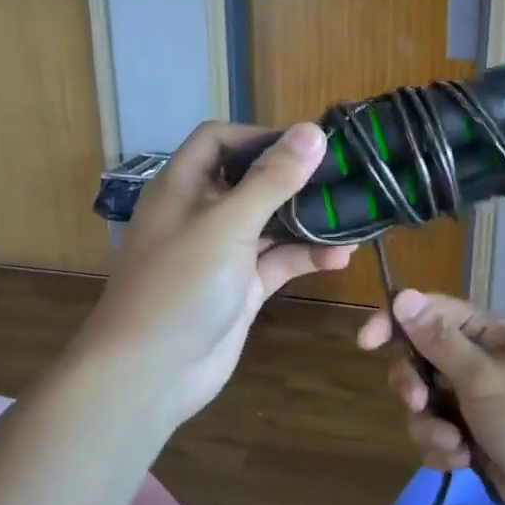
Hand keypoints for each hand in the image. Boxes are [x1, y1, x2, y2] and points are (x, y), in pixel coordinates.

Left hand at [79, 122, 353, 428]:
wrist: (152, 374)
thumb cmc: (180, 286)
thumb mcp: (227, 225)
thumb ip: (271, 180)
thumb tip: (312, 131)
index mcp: (183, 186)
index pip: (219, 140)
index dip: (259, 136)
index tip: (307, 146)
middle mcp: (202, 213)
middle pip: (251, 181)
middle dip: (295, 179)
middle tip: (344, 178)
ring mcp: (223, 253)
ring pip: (271, 223)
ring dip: (307, 221)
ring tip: (353, 217)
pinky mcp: (242, 287)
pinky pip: (278, 261)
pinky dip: (306, 256)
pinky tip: (341, 257)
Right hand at [356, 290, 504, 504]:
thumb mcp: (482, 377)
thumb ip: (438, 340)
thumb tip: (402, 295)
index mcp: (488, 335)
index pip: (431, 313)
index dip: (396, 323)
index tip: (366, 343)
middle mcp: (480, 363)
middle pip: (421, 360)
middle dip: (413, 386)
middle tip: (419, 403)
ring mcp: (477, 404)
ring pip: (425, 405)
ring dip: (430, 428)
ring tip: (456, 447)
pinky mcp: (475, 441)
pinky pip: (438, 436)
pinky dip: (443, 451)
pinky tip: (462, 464)